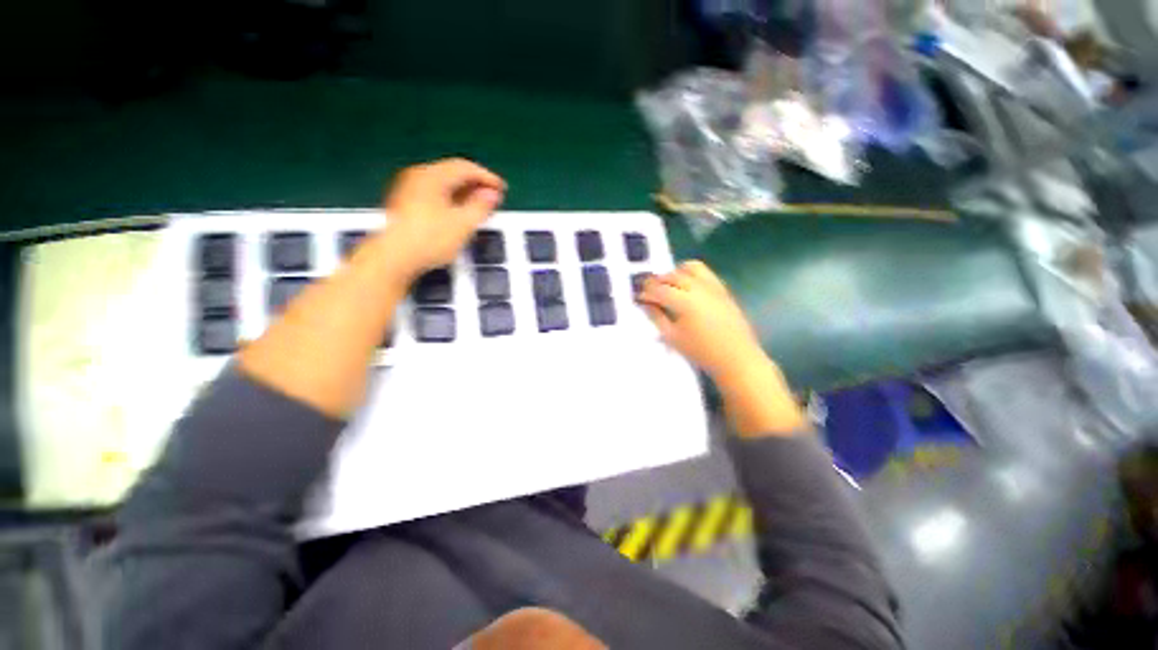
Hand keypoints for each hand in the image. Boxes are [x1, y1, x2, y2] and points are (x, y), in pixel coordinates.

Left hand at [384, 158, 506, 275]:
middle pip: (452, 172)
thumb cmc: (430, 240)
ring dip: (464, 192)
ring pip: (443, 184)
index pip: (465, 167)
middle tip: (493, 197)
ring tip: (480, 206)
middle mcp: (418, 176)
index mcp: (432, 176)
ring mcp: (408, 189)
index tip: (503, 189)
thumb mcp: (463, 224)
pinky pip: (435, 193)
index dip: (487, 177)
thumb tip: (492, 194)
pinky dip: (452, 199)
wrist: (393, 259)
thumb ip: (480, 206)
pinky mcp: (405, 204)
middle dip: (476, 184)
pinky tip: (459, 213)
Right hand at [638, 261, 763, 379]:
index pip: (659, 290)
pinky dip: (691, 274)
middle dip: (657, 281)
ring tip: (668, 285)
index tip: (639, 297)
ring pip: (690, 268)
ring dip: (674, 273)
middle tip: (649, 291)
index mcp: (684, 301)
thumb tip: (646, 304)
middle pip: (672, 275)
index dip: (646, 292)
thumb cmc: (701, 351)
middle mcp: (699, 288)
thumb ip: (656, 317)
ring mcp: (713, 286)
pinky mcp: (723, 289)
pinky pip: (705, 272)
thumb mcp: (672, 337)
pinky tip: (687, 287)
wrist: (736, 358)